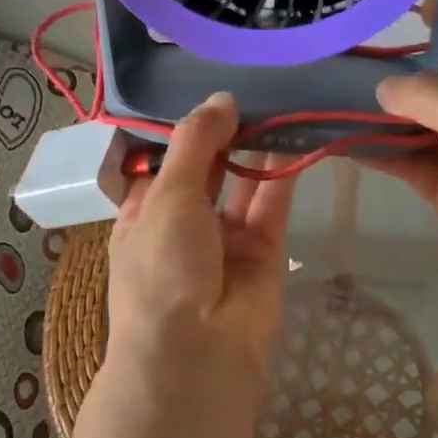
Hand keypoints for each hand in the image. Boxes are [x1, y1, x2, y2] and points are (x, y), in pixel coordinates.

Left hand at [107, 93, 295, 386]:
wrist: (197, 353)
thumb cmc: (162, 267)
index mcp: (144, 213)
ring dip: (256, 147)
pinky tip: (294, 132)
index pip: (162, 161)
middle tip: (251, 85)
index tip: (207, 87)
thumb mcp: (166, 195)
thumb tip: (221, 99)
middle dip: (224, 133)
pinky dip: (282, 171)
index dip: (183, 127)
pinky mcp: (264, 251)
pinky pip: (272, 204)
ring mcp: (225, 239)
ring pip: (242, 182)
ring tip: (277, 100)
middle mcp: (183, 223)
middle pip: (206, 168)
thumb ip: (194, 143)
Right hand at [369, 14, 437, 323]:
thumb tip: (384, 88)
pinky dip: (383, 154)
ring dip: (386, 115)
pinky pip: (412, 164)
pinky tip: (345, 143)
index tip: (404, 9)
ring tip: (338, 96)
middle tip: (354, 58)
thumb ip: (427, 95)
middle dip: (404, 72)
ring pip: (423, 126)